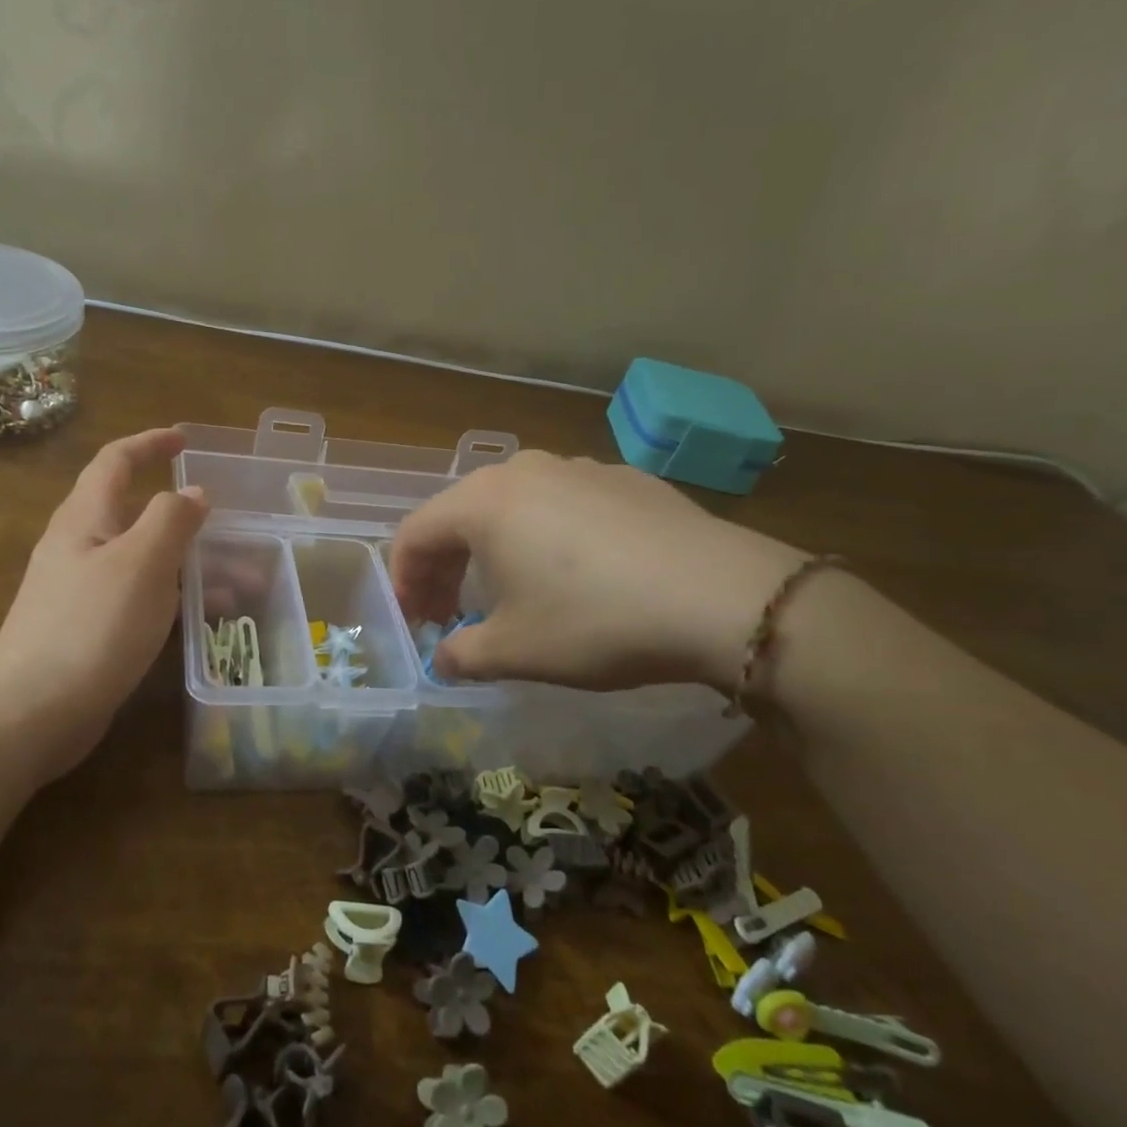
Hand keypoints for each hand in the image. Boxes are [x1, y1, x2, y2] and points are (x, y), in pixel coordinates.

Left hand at [0, 428, 206, 781]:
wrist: (30, 713)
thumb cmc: (90, 627)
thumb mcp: (141, 563)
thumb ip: (171, 519)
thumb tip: (193, 493)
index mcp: (85, 518)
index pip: (116, 461)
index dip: (150, 444)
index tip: (186, 440)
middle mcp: (80, 546)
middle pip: (137, 514)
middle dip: (187, 518)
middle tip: (233, 530)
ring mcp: (83, 590)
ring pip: (146, 560)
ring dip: (191, 564)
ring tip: (243, 583)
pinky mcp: (90, 629)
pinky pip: (141, 597)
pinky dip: (175, 597)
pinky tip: (205, 619)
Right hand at [390, 451, 804, 692]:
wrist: (722, 596)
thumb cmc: (595, 621)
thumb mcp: (515, 651)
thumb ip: (461, 655)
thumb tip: (444, 659)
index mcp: (482, 502)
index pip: (414, 534)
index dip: (404, 581)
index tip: (415, 622)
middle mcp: (522, 470)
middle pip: (459, 515)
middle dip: (444, 567)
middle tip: (448, 614)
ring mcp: (577, 467)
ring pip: (511, 506)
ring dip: (492, 550)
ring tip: (508, 593)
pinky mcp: (624, 478)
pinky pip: (561, 504)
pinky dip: (543, 537)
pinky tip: (574, 575)